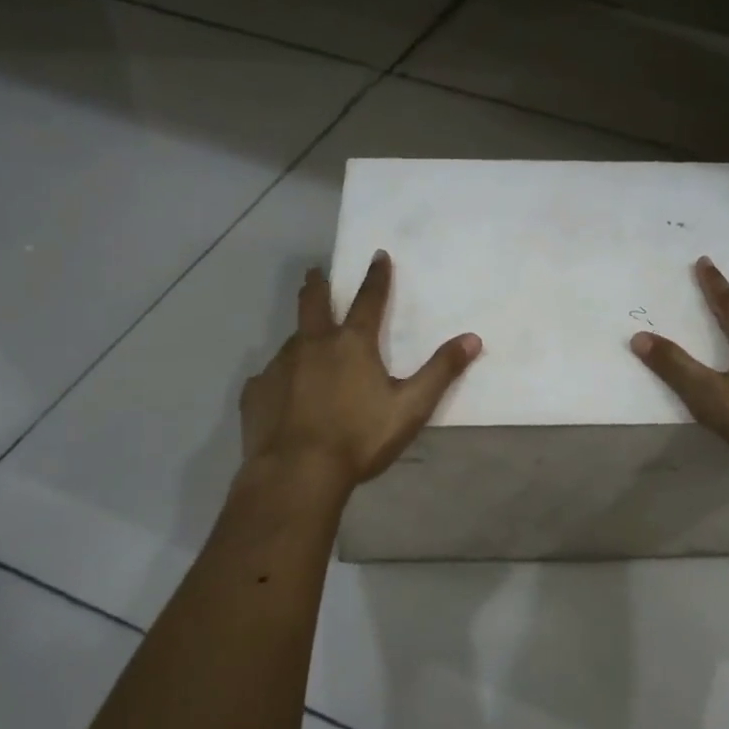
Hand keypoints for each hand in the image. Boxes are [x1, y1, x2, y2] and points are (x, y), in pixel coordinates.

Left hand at [240, 252, 480, 491]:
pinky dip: (280, 379)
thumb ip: (441, 372)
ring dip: (301, 337)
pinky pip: (270, 378)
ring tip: (306, 349)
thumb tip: (473, 338)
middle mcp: (312, 344)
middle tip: (315, 272)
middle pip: (313, 303)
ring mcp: (279, 366)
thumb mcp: (411, 407)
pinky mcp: (256, 392)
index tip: (377, 255)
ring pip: (291, 341)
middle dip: (317, 284)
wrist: (297, 473)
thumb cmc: (359, 438)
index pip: (368, 299)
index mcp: (352, 344)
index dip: (376, 277)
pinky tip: (283, 396)